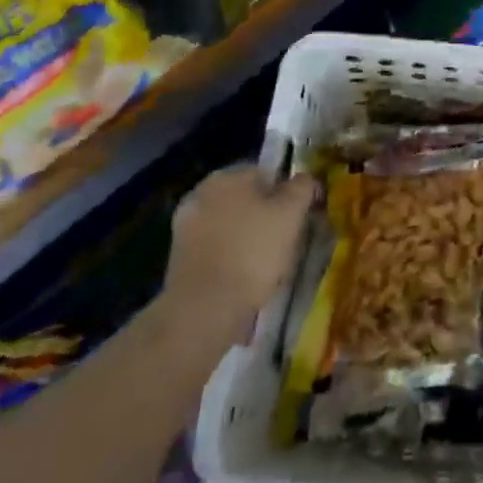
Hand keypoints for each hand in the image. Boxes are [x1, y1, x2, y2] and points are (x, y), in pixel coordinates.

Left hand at [161, 165, 316, 347]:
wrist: (204, 309)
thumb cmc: (253, 252)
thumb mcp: (291, 214)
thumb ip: (301, 187)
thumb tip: (304, 179)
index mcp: (227, 175)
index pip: (267, 174)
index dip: (288, 194)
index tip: (299, 217)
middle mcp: (201, 192)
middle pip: (246, 199)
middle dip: (264, 215)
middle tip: (285, 240)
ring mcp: (185, 226)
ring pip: (229, 224)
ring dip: (246, 237)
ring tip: (266, 265)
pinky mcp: (178, 258)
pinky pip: (215, 248)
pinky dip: (229, 257)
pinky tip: (243, 278)